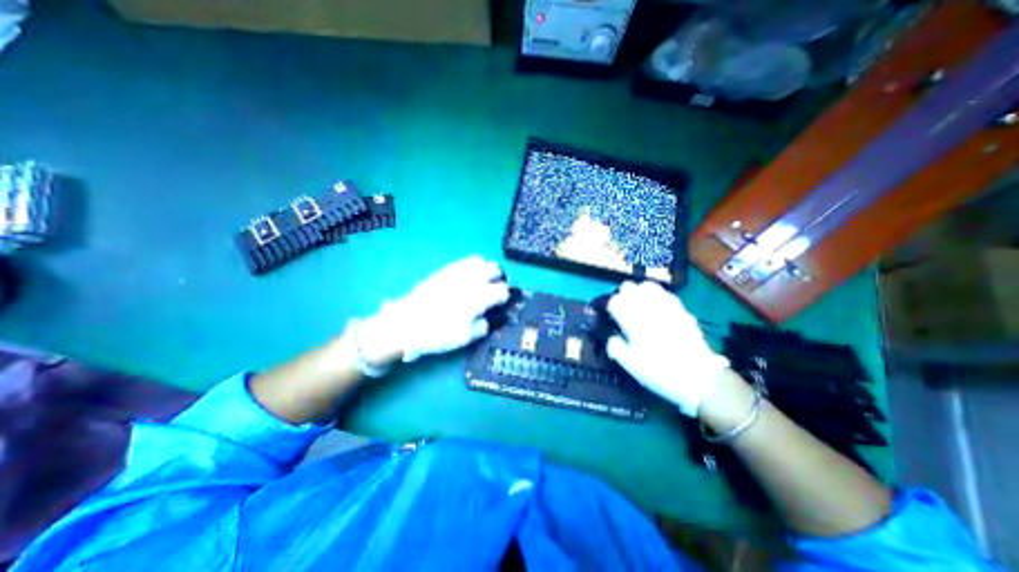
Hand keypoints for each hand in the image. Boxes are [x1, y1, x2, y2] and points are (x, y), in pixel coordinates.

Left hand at [362, 256, 514, 363]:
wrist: (406, 325)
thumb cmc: (438, 334)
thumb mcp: (465, 338)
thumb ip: (482, 326)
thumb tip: (487, 318)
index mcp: (478, 298)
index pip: (502, 290)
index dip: (505, 297)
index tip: (501, 303)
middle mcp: (470, 280)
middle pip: (495, 269)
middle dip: (499, 278)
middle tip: (495, 289)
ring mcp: (456, 273)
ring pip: (480, 261)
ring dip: (486, 270)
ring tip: (482, 281)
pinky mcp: (444, 271)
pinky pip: (462, 262)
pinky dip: (471, 267)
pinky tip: (467, 276)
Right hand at [609, 280, 728, 414]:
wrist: (698, 377)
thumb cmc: (659, 371)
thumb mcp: (630, 364)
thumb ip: (615, 347)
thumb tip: (611, 337)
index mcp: (632, 320)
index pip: (614, 301)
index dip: (609, 306)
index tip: (609, 314)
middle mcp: (647, 308)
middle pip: (629, 287)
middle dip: (622, 294)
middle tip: (622, 307)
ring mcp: (665, 306)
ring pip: (647, 285)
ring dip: (639, 291)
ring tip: (638, 303)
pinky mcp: (680, 309)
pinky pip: (665, 293)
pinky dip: (657, 295)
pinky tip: (657, 306)